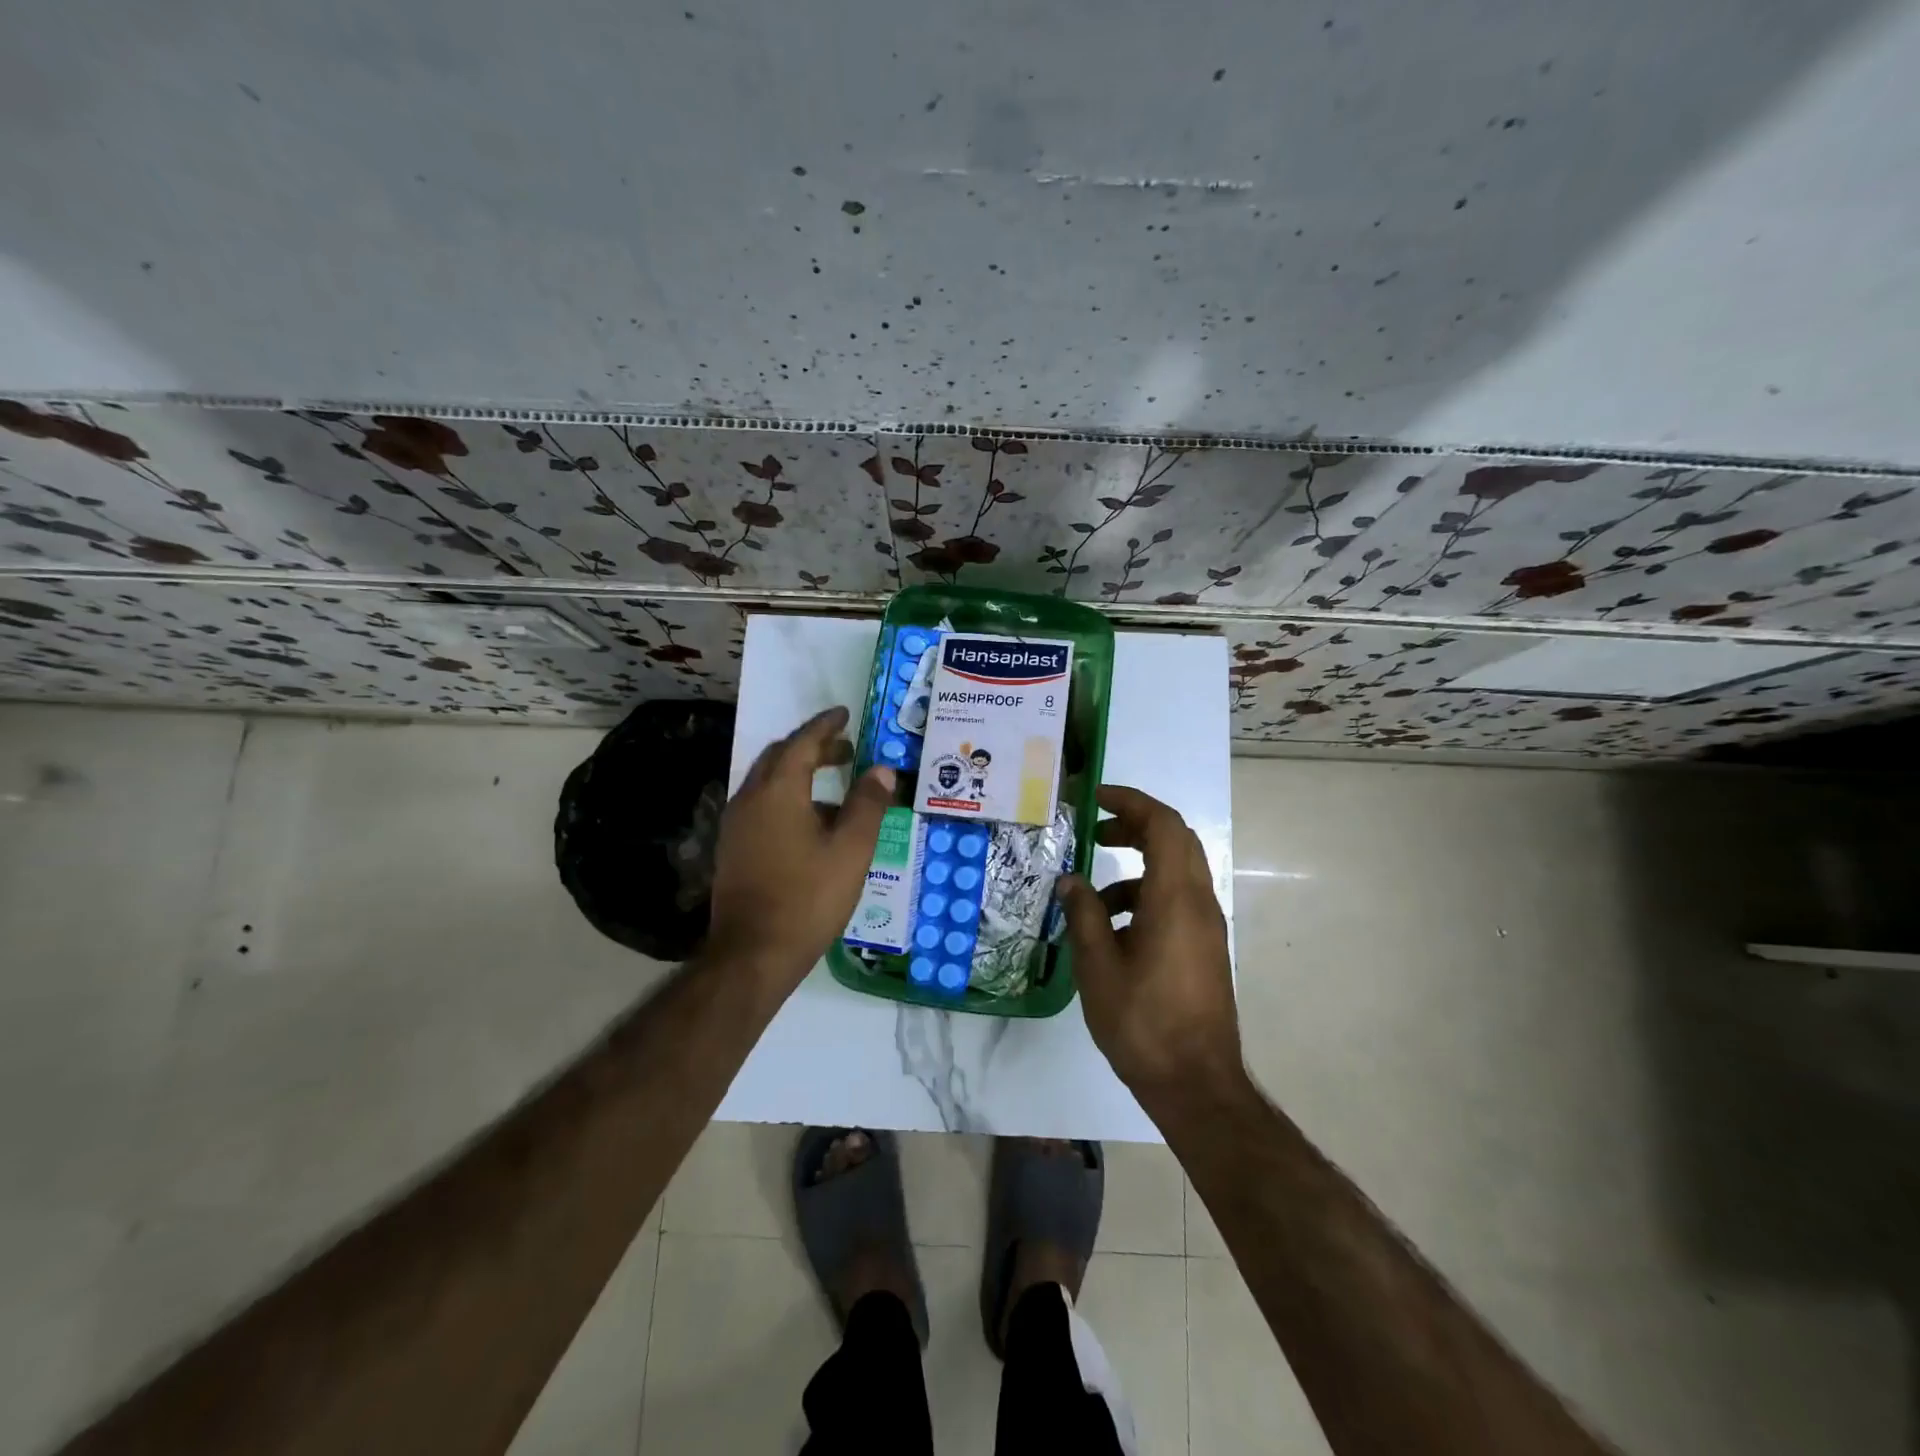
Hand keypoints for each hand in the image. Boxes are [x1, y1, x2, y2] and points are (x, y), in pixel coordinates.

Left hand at [707, 706, 894, 988]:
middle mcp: (750, 798)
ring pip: (768, 782)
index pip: (802, 742)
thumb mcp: (851, 850)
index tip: (844, 714)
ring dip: (799, 773)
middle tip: (845, 749)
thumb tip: (881, 769)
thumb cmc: (808, 897)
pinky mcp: (733, 848)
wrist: (753, 953)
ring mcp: (736, 824)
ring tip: (835, 784)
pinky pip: (762, 805)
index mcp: (778, 791)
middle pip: (781, 757)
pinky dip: (787, 797)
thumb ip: (868, 804)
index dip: (825, 725)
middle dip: (813, 747)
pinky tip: (811, 822)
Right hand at [1058, 785, 1240, 1100]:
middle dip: (1134, 825)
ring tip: (1093, 892)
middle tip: (1096, 832)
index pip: (1163, 824)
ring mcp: (1206, 926)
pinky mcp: (1204, 947)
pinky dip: (1146, 895)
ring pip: (1176, 871)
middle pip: (1175, 840)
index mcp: (1175, 899)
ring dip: (1138, 865)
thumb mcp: (1098, 967)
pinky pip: (1177, 900)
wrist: (1195, 1084)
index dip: (1131, 801)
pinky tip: (1112, 929)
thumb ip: (1083, 915)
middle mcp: (1199, 903)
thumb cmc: (1142, 1022)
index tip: (1095, 798)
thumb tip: (1071, 880)